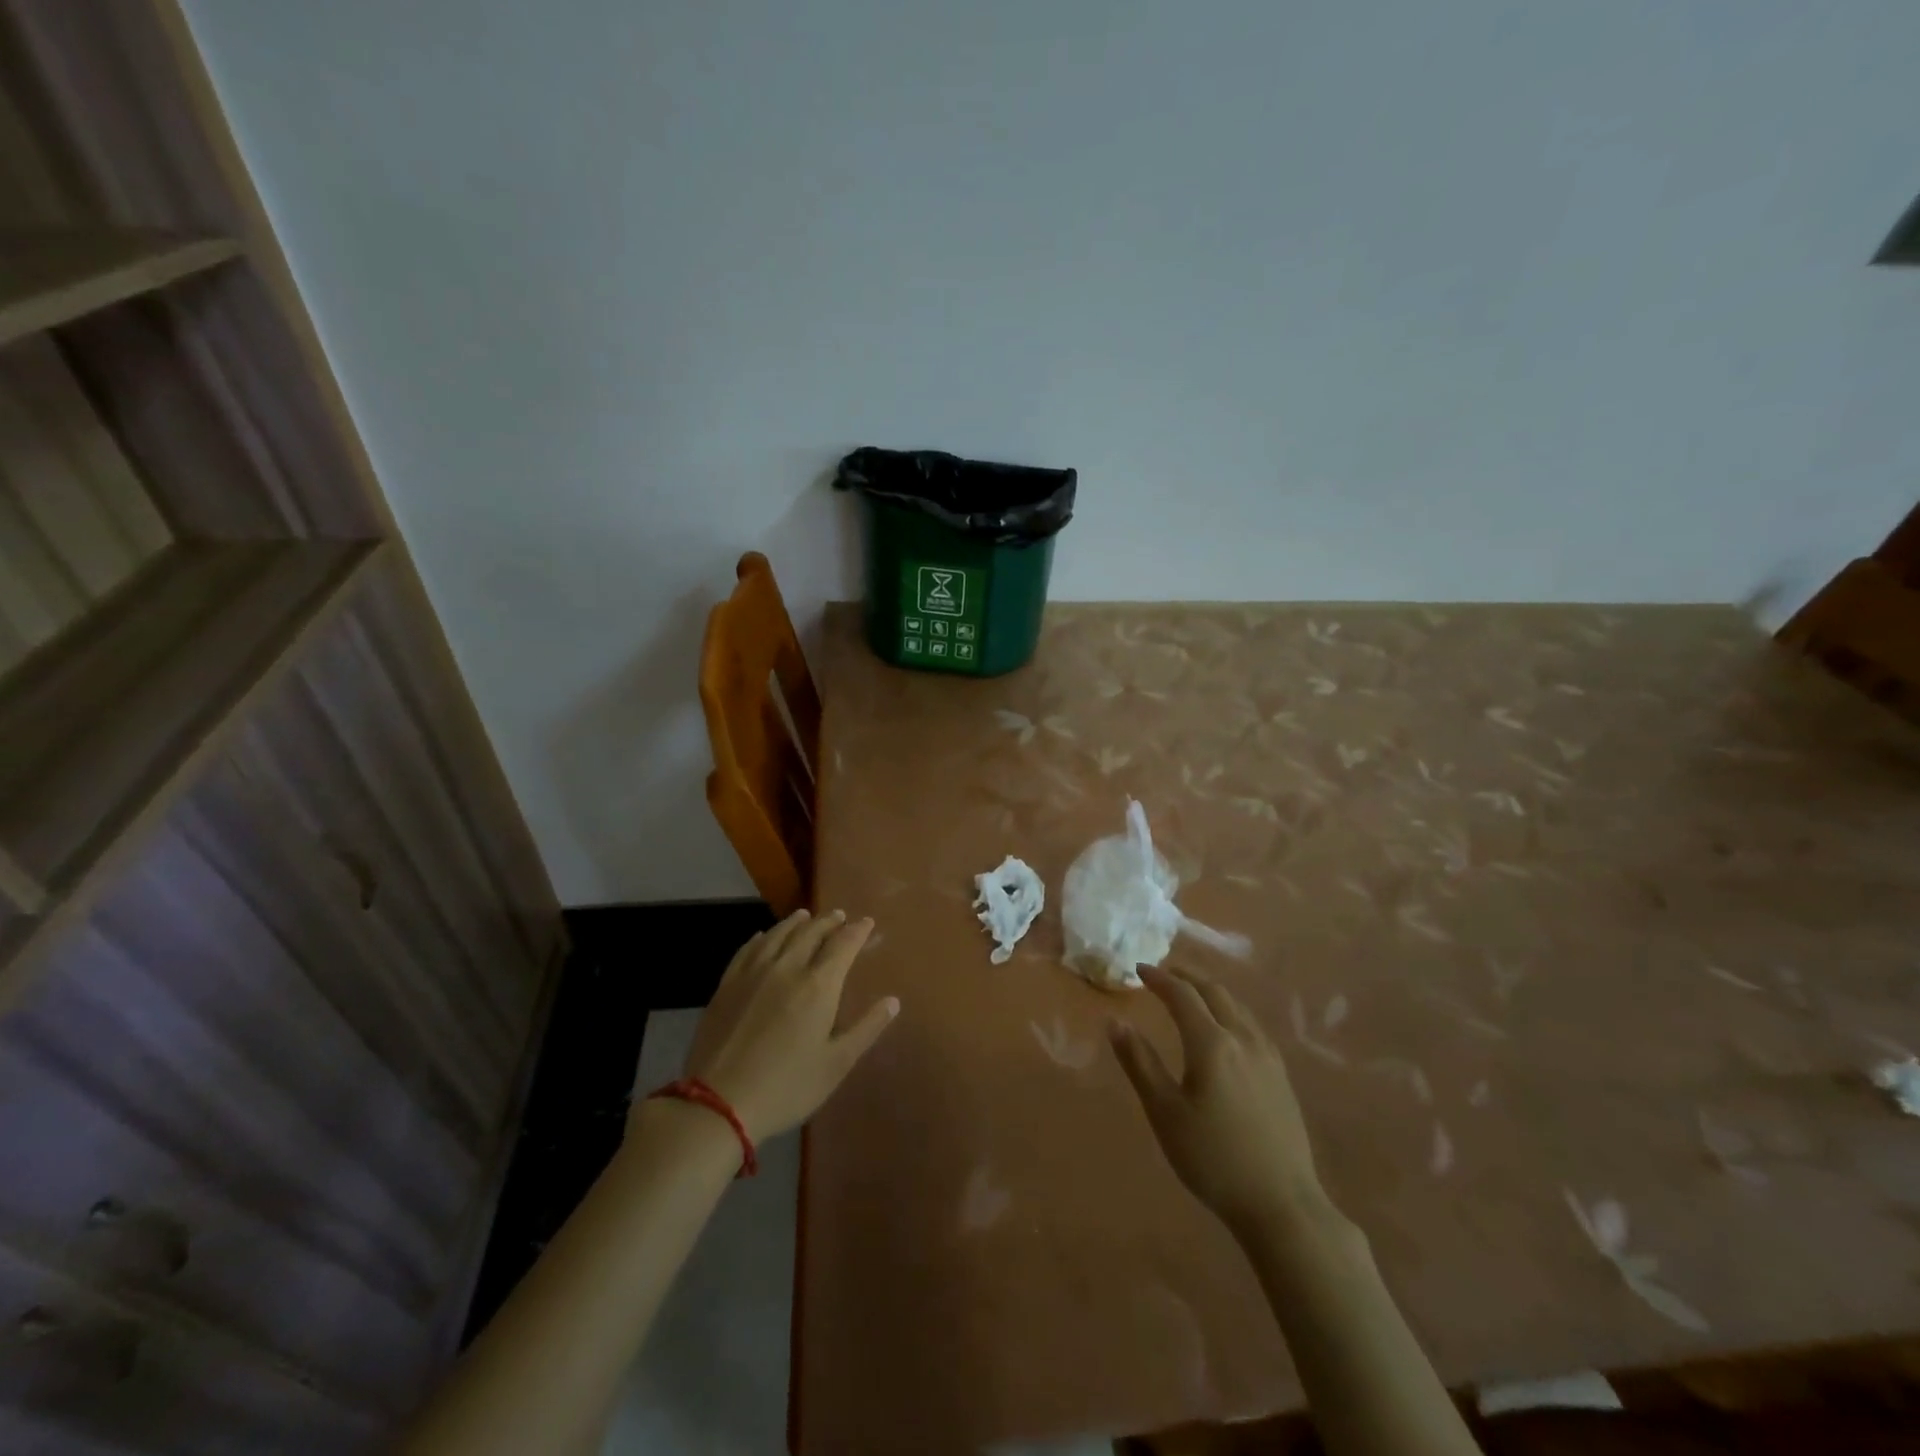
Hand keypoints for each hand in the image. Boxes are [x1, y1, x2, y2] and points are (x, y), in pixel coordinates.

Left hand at [680, 909, 898, 1142]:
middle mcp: (787, 968)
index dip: (857, 931)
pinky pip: (748, 949)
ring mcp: (753, 973)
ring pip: (778, 934)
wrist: (718, 1102)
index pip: (843, 945)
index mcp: (818, 985)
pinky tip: (764, 936)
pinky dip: (762, 937)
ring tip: (806, 915)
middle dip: (829, 921)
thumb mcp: (836, 1064)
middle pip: (811, 933)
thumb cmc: (787, 1086)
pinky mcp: (727, 984)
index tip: (867, 922)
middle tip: (840, 915)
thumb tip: (893, 1001)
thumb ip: (866, 1028)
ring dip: (796, 922)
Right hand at [1110, 965, 1325, 1232]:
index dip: (1159, 978)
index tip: (1139, 969)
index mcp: (1211, 1043)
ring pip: (1237, 1006)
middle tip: (1163, 974)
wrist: (1282, 1205)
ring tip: (1191, 993)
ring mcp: (1267, 1055)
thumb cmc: (1213, 1159)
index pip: (1182, 995)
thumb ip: (1139, 1063)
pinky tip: (1226, 1027)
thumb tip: (1115, 1021)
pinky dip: (1230, 1010)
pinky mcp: (1281, 1074)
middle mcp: (1242, 1038)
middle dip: (1186, 977)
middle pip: (1214, 992)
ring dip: (1210, 991)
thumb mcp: (1165, 1113)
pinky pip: (1251, 1024)